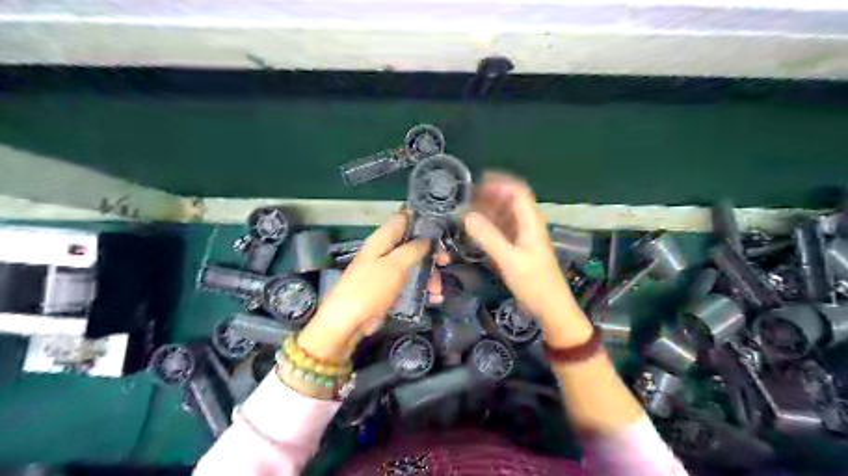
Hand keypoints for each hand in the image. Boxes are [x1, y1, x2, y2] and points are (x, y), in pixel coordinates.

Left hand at [295, 215, 445, 361]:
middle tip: (446, 263)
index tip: (442, 229)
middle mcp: (384, 251)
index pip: (403, 219)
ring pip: (413, 265)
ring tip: (438, 292)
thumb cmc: (371, 288)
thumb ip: (413, 249)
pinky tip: (432, 299)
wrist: (348, 321)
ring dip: (428, 276)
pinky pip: (408, 282)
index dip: (422, 221)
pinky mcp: (387, 288)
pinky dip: (420, 288)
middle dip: (430, 253)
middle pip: (412, 244)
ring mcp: (385, 270)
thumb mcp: (395, 265)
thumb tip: (428, 239)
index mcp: (382, 239)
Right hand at [462, 173, 590, 343]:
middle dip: (489, 197)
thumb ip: (488, 237)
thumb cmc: (534, 283)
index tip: (476, 184)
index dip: (499, 184)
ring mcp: (524, 237)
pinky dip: (490, 226)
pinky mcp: (519, 249)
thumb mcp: (509, 260)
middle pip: (510, 202)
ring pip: (505, 216)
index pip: (517, 192)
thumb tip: (466, 215)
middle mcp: (529, 225)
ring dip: (488, 211)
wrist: (551, 308)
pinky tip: (476, 231)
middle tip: (466, 199)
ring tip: (466, 213)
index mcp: (531, 222)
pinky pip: (503, 230)